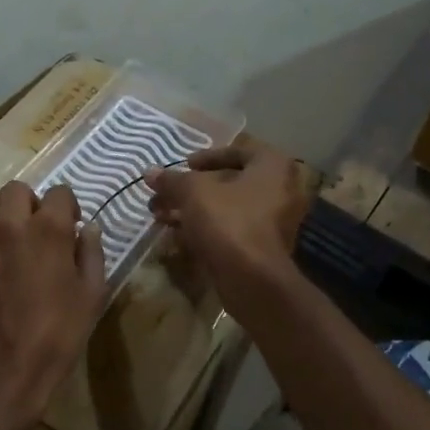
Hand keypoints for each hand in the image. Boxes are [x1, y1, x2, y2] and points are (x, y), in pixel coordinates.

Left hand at [0, 182, 106, 429]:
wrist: (0, 371)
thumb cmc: (55, 335)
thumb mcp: (91, 297)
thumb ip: (91, 255)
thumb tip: (89, 229)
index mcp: (48, 229)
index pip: (59, 192)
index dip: (69, 207)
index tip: (73, 228)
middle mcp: (12, 224)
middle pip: (18, 189)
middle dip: (34, 202)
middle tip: (44, 230)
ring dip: (6, 210)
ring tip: (18, 236)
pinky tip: (2, 258)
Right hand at [144, 144, 307, 317]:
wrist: (252, 279)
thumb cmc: (228, 220)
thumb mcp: (193, 192)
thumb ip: (172, 180)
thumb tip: (150, 172)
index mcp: (272, 166)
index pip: (239, 150)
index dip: (208, 156)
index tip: (185, 165)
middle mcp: (279, 190)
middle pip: (229, 182)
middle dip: (191, 188)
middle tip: (165, 193)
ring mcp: (272, 222)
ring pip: (226, 208)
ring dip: (192, 209)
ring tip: (159, 214)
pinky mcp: (260, 248)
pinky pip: (230, 229)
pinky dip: (204, 228)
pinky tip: (174, 233)